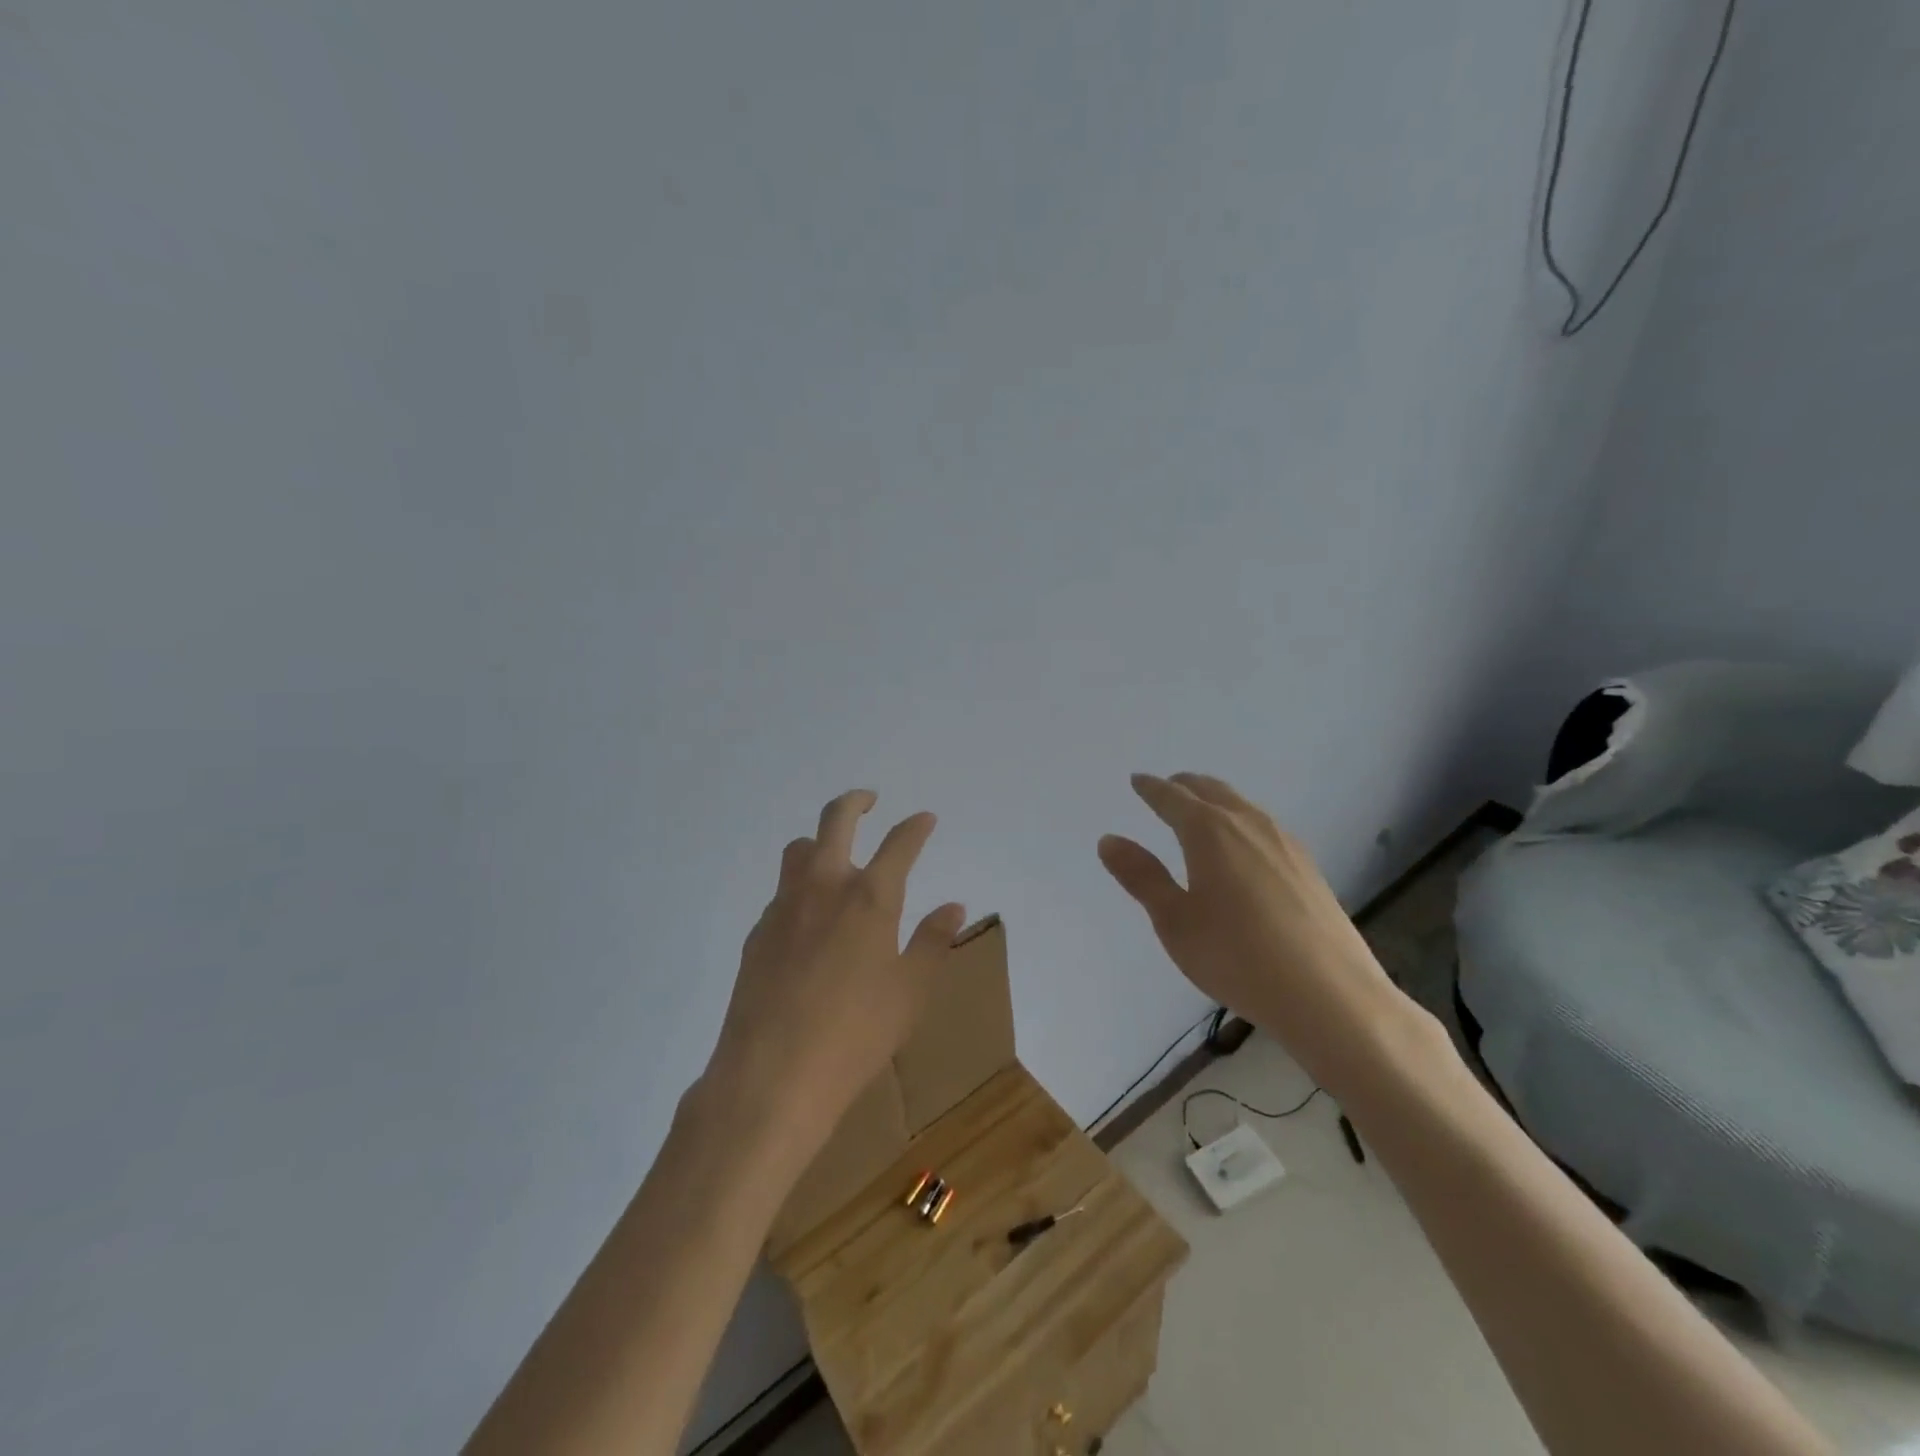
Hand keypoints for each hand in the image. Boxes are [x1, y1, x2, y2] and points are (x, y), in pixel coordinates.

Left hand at [703, 790, 964, 1151]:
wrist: (771, 1075)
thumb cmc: (856, 1035)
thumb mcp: (910, 992)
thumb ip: (932, 941)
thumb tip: (953, 906)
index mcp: (869, 898)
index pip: (899, 844)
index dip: (915, 827)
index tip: (925, 819)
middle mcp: (824, 887)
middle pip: (835, 821)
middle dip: (855, 802)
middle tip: (869, 800)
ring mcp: (784, 907)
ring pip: (799, 850)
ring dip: (819, 841)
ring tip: (835, 857)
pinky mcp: (758, 932)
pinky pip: (782, 892)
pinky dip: (800, 888)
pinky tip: (809, 921)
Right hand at [1098, 772, 1412, 1093]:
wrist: (1329, 995)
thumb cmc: (1236, 957)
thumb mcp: (1175, 921)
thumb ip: (1142, 877)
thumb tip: (1109, 839)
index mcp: (1209, 831)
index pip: (1172, 797)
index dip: (1151, 788)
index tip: (1137, 780)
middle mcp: (1248, 824)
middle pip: (1212, 790)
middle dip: (1185, 786)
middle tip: (1166, 788)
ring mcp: (1284, 843)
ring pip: (1242, 805)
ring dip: (1216, 800)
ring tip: (1201, 811)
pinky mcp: (1308, 867)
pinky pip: (1264, 826)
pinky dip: (1241, 820)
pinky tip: (1244, 846)